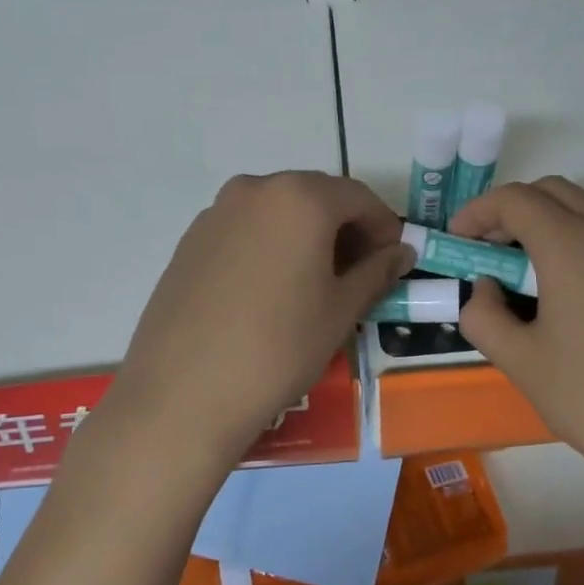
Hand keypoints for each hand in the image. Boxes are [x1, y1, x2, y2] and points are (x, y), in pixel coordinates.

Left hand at [96, 172, 411, 467]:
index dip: (384, 226)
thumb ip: (377, 272)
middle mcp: (255, 189)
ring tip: (316, 283)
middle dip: (346, 228)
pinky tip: (272, 290)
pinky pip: (246, 230)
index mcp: (300, 197)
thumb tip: (401, 252)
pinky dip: (271, 246)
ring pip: (278, 212)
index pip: (358, 197)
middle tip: (360, 271)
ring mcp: (216, 213)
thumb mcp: (341, 310)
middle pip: (316, 197)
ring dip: (307, 236)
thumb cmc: (279, 347)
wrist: (183, 394)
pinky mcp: (189, 241)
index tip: (394, 259)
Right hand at [452, 178, 583, 501]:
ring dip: (550, 226)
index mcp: (572, 245)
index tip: (457, 241)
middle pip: (554, 192)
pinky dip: (582, 247)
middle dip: (513, 211)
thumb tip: (485, 289)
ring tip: (528, 278)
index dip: (477, 212)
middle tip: (489, 252)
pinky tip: (576, 300)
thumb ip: (483, 316)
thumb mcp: (520, 362)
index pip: (515, 200)